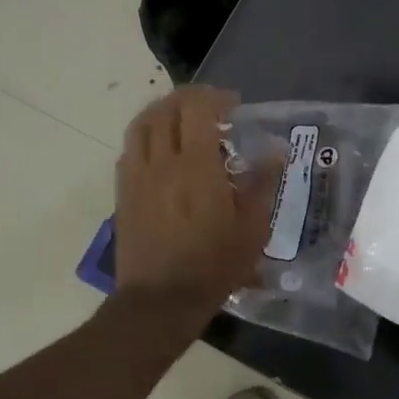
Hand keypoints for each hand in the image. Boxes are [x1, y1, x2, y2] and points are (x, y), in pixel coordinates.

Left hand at [114, 86, 280, 336]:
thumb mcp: (251, 229)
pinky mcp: (123, 192)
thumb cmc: (212, 266)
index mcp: (195, 166)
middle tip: (210, 108)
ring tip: (182, 120)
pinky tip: (161, 151)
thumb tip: (276, 151)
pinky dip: (147, 137)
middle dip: (189, 98)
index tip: (233, 105)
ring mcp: (137, 176)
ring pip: (142, 124)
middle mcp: (161, 162)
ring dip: (163, 111)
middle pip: (166, 108)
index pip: (197, 108)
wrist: (159, 301)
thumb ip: (262, 184)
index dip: (215, 97)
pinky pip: (130, 149)